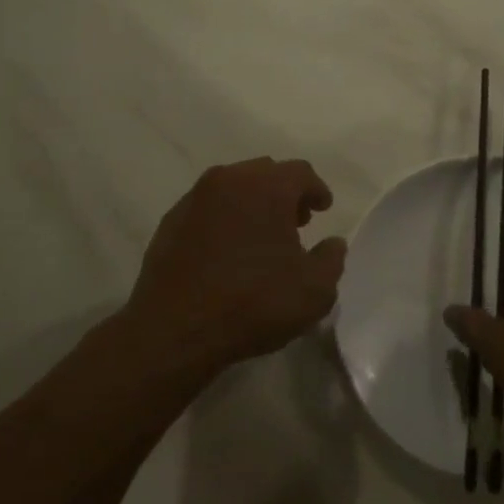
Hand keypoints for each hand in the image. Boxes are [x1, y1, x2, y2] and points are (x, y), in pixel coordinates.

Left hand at [126, 158, 345, 374]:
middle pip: (265, 173)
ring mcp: (194, 199)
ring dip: (252, 204)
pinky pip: (207, 209)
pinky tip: (228, 250)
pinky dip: (224, 219)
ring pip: (233, 188)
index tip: (323, 209)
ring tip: (261, 237)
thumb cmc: (253, 302)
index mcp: (267, 186)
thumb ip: (331, 259)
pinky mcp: (170, 222)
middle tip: (296, 222)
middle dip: (284, 193)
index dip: (316, 190)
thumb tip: (333, 243)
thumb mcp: (314, 290)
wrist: (174, 330)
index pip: (300, 172)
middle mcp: (229, 180)